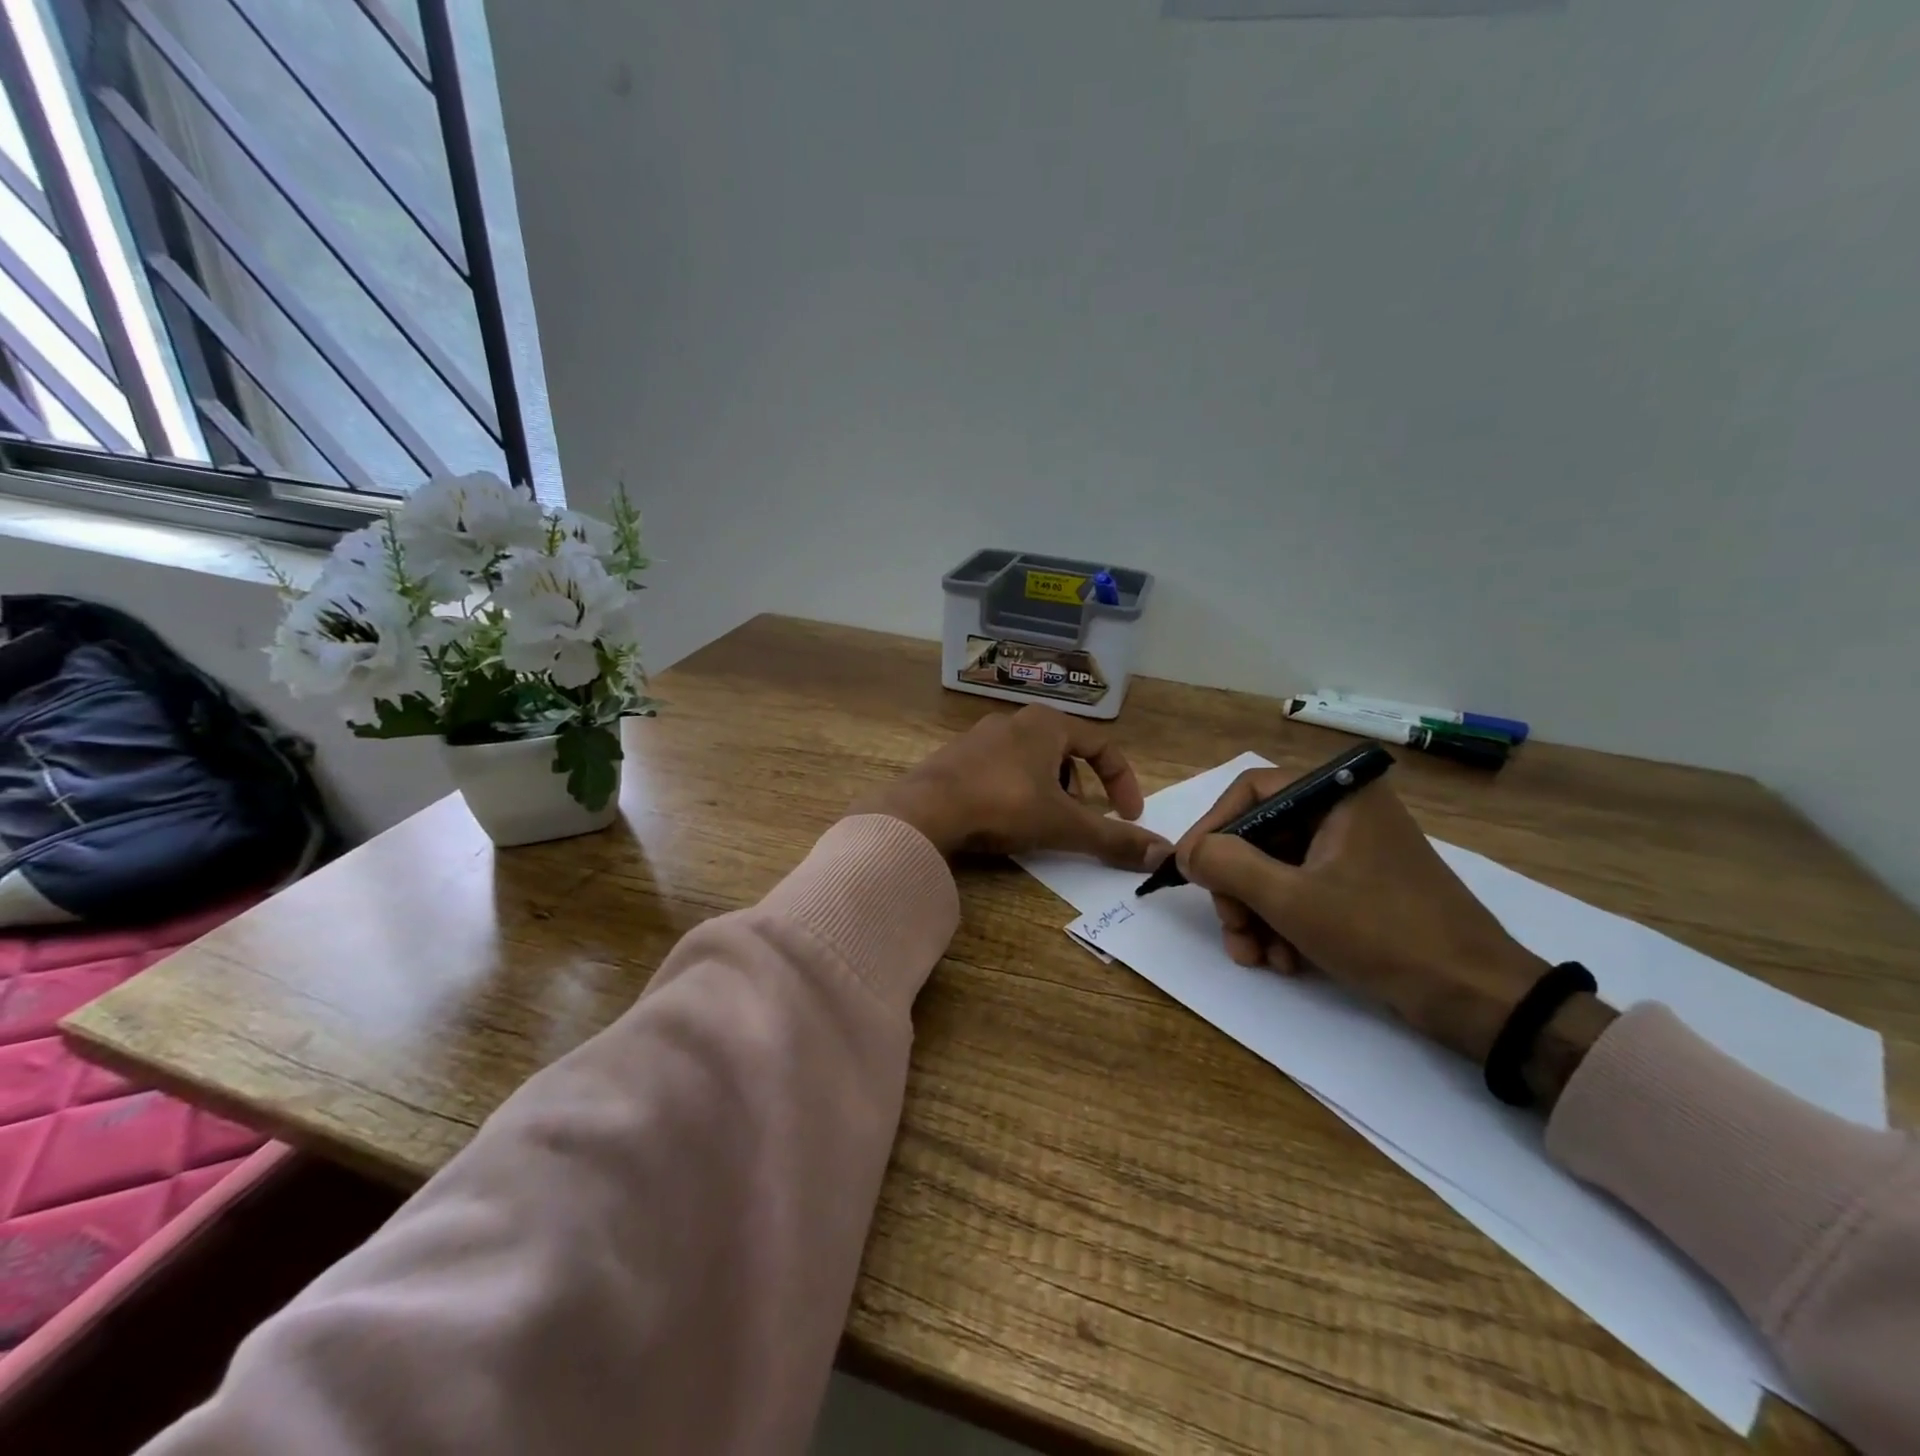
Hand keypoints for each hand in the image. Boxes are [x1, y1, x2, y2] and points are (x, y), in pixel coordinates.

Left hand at [854, 706, 1172, 869]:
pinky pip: (999, 771)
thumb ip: (1112, 838)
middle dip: (1082, 788)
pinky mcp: (954, 758)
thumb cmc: (1004, 804)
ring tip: (1044, 823)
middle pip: (1065, 752)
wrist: (926, 808)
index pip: (1103, 746)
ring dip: (1048, 791)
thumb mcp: (1064, 824)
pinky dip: (1015, 792)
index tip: (1129, 817)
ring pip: (1031, 762)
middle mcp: (1014, 721)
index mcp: (1047, 724)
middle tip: (1081, 819)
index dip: (1123, 782)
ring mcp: (979, 737)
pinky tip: (1004, 820)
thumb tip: (1163, 854)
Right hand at [1173, 770, 1609, 1087]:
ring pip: (1277, 869)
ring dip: (1256, 914)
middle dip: (1237, 888)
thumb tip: (1189, 852)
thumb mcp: (1292, 899)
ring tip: (1256, 957)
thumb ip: (1229, 865)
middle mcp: (1345, 812)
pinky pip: (1303, 891)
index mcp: (1338, 795)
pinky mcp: (1363, 887)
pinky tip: (1285, 962)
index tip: (1191, 871)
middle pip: (1261, 836)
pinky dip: (1284, 924)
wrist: (1480, 999)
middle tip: (1233, 930)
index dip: (1213, 828)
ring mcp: (1355, 852)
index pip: (1251, 791)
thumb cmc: (1383, 934)